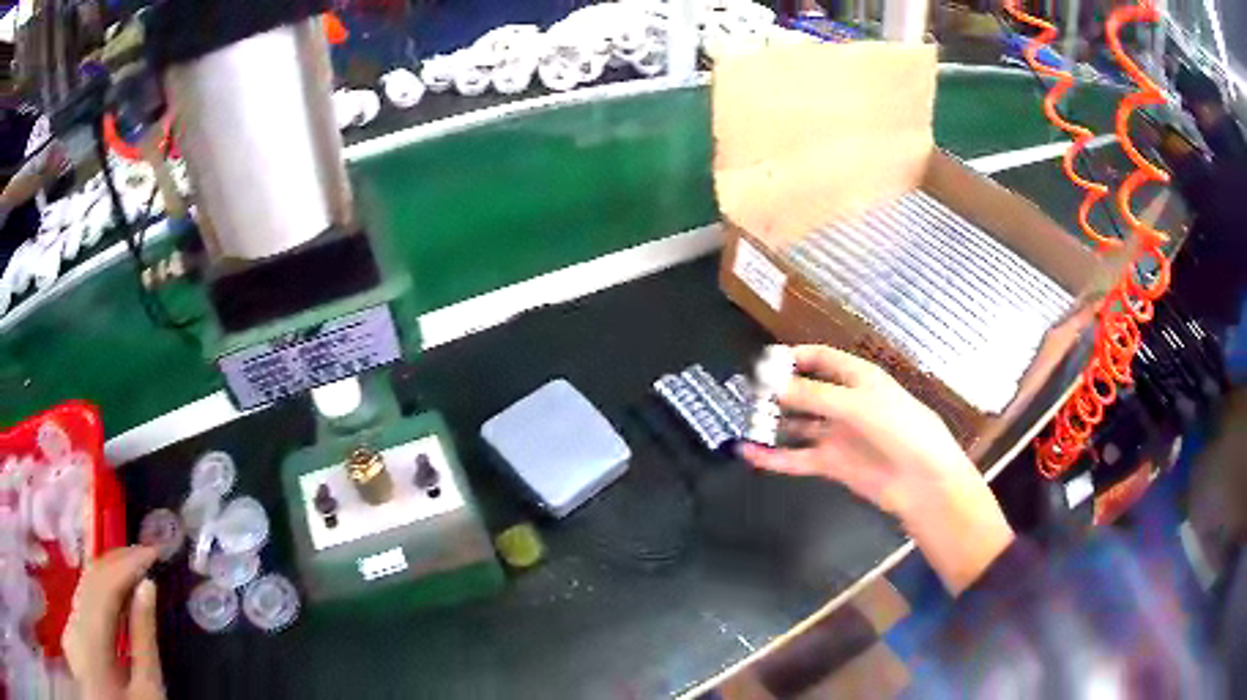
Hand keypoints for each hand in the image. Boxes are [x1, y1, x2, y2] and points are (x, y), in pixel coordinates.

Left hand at [63, 546, 165, 699]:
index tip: (151, 552)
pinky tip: (118, 590)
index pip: (105, 584)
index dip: (127, 563)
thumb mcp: (148, 690)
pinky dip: (102, 588)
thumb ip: (145, 641)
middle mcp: (74, 622)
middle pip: (91, 579)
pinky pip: (85, 599)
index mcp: (90, 638)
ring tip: (134, 566)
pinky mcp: (75, 630)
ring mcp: (72, 624)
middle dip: (117, 562)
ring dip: (110, 573)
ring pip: (86, 585)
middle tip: (144, 554)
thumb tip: (148, 588)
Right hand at [740, 345, 1013, 594]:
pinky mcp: (831, 464)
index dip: (794, 357)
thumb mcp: (857, 403)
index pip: (821, 359)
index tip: (763, 362)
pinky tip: (748, 453)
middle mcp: (845, 403)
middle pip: (806, 391)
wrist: (921, 480)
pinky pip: (796, 457)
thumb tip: (771, 384)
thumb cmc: (898, 428)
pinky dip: (773, 456)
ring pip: (798, 425)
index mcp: (858, 379)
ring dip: (773, 423)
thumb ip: (812, 394)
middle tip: (745, 393)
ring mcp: (837, 435)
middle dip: (778, 391)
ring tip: (742, 420)